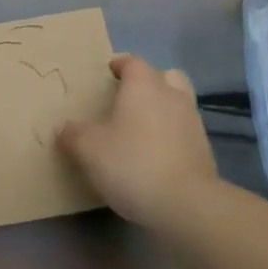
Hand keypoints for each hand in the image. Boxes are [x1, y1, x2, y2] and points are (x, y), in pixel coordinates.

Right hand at [57, 54, 218, 227]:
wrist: (186, 205)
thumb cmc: (132, 164)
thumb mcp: (89, 150)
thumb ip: (73, 134)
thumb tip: (63, 127)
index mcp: (144, 86)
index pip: (133, 62)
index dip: (120, 65)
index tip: (107, 73)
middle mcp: (172, 96)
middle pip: (165, 76)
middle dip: (150, 82)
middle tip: (128, 98)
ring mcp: (193, 124)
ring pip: (179, 104)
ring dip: (163, 110)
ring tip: (141, 129)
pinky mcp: (204, 152)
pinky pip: (184, 132)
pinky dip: (172, 137)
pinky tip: (155, 156)